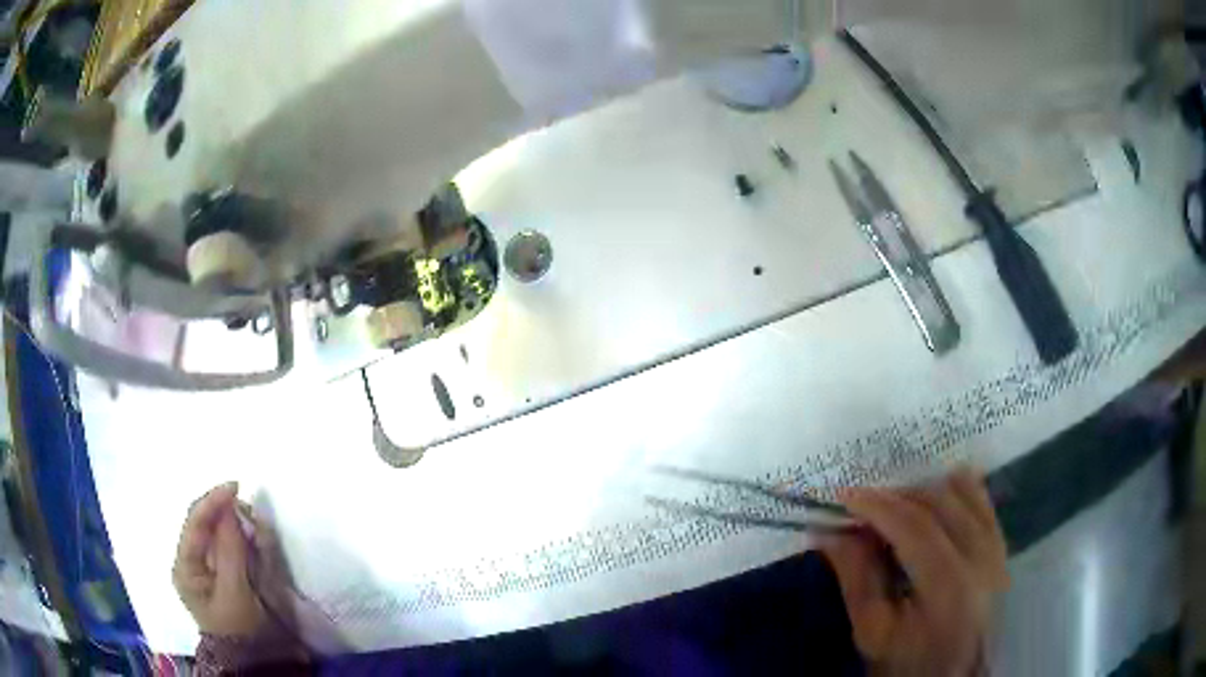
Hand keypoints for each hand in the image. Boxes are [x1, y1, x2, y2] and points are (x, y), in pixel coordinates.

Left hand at [173, 482, 266, 637]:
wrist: (258, 660)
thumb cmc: (240, 628)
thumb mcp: (233, 593)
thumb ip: (230, 550)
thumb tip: (230, 508)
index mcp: (186, 567)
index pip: (194, 524)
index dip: (211, 501)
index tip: (235, 486)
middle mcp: (195, 561)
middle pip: (207, 524)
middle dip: (228, 515)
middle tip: (251, 514)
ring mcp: (212, 566)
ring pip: (223, 532)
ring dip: (240, 527)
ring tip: (259, 533)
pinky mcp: (230, 572)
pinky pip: (236, 546)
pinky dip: (248, 540)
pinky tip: (260, 541)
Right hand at [822, 468, 1008, 676]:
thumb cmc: (909, 664)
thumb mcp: (873, 632)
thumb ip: (856, 578)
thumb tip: (830, 532)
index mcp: (950, 586)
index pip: (914, 526)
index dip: (878, 505)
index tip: (844, 495)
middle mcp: (982, 556)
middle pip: (939, 502)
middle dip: (896, 495)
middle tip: (863, 506)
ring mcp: (998, 547)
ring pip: (963, 492)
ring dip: (922, 491)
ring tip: (893, 508)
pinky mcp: (1002, 546)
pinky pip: (981, 499)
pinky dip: (953, 490)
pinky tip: (930, 498)